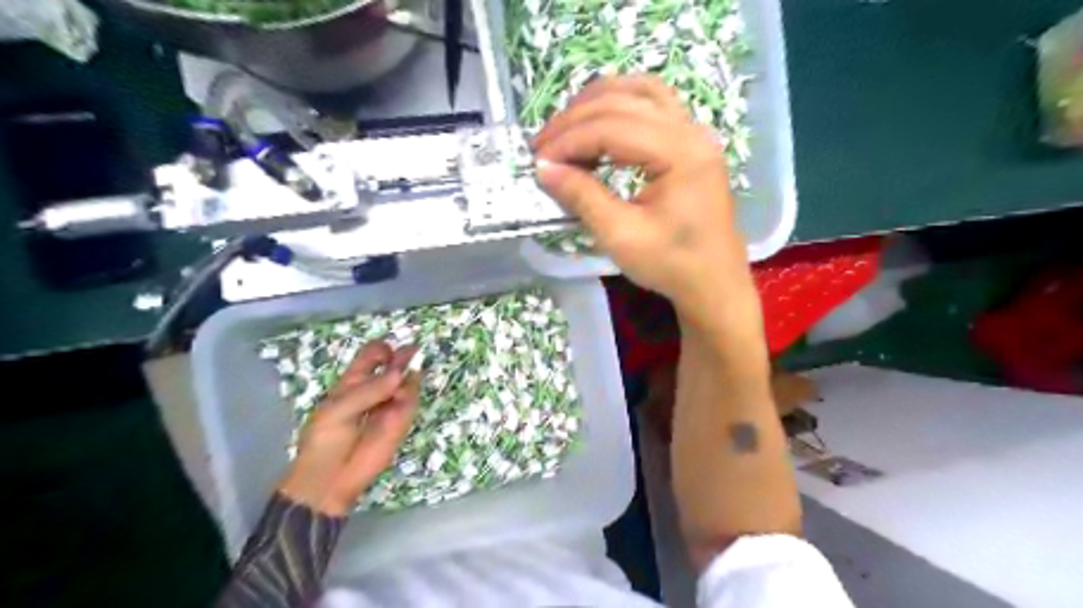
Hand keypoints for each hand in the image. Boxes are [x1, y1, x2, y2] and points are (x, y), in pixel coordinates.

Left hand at [277, 341, 419, 514]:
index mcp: (353, 382)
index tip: (387, 353)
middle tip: (413, 352)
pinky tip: (404, 394)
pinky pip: (411, 401)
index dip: (381, 350)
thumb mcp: (337, 410)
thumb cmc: (324, 440)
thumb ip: (368, 391)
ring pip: (407, 380)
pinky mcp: (402, 420)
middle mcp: (375, 389)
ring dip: (409, 374)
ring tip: (405, 376)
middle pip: (394, 365)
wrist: (330, 479)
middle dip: (403, 356)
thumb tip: (399, 374)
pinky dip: (411, 394)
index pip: (372, 356)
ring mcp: (390, 404)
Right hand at [538, 78, 754, 324]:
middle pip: (623, 103)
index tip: (538, 161)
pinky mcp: (690, 141)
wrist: (712, 282)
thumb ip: (582, 197)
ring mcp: (695, 132)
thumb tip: (543, 169)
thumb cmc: (671, 264)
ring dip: (596, 102)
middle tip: (541, 146)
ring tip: (564, 127)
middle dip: (575, 120)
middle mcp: (692, 130)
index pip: (612, 128)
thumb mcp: (620, 236)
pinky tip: (598, 120)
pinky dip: (620, 105)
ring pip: (639, 92)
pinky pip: (652, 103)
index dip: (569, 140)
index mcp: (681, 153)